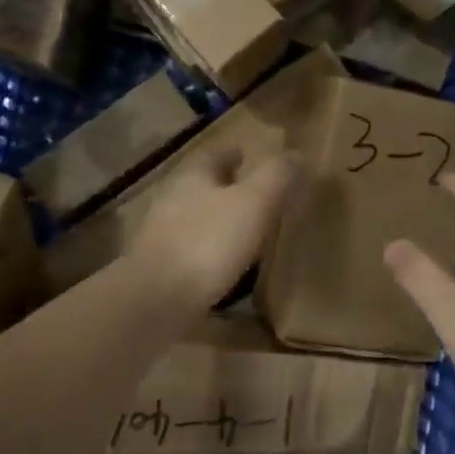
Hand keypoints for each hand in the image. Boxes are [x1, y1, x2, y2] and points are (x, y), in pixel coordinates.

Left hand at [130, 146, 300, 309]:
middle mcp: (172, 198)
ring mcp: (161, 234)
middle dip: (224, 184)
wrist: (157, 300)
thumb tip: (297, 154)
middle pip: (201, 183)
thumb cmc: (208, 242)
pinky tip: (224, 261)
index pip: (214, 153)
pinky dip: (208, 247)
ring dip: (216, 216)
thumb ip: (276, 177)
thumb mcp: (253, 203)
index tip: (248, 155)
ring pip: (194, 214)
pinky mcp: (160, 266)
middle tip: (252, 191)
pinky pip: (190, 247)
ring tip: (243, 226)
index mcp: (192, 175)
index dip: (233, 153)